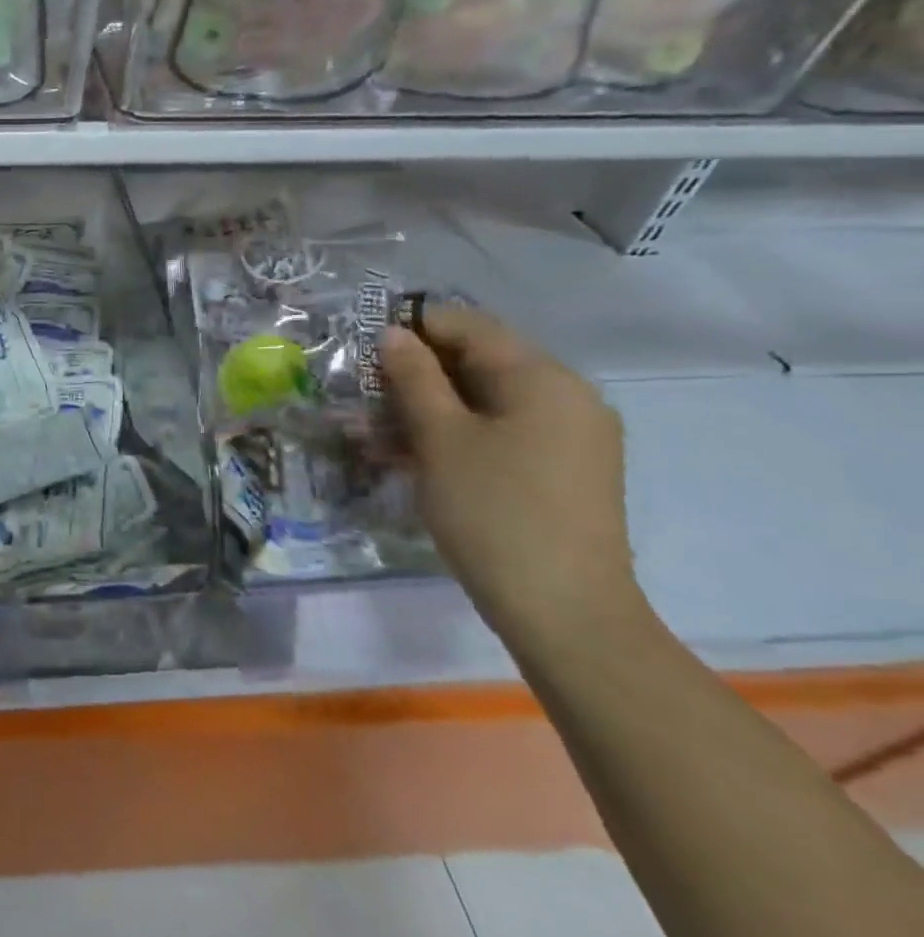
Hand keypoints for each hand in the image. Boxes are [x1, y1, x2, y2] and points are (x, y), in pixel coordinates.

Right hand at [380, 306, 644, 646]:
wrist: (564, 611)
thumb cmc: (493, 512)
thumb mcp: (440, 438)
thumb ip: (414, 378)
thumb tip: (393, 334)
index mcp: (544, 378)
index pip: (470, 325)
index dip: (414, 328)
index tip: (365, 348)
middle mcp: (567, 396)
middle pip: (481, 361)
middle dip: (419, 372)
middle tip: (365, 394)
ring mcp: (571, 436)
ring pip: (488, 400)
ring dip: (432, 406)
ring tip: (378, 430)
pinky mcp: (565, 470)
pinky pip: (504, 431)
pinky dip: (460, 433)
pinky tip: (416, 455)